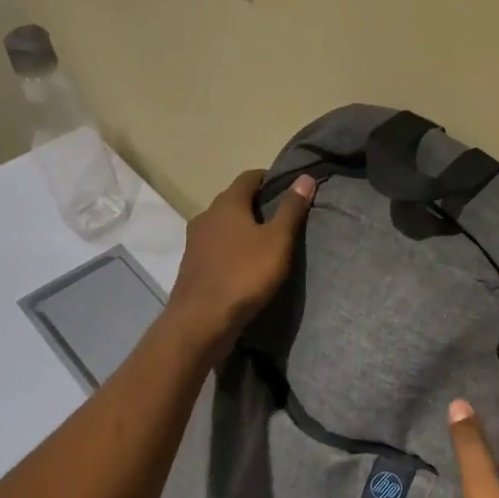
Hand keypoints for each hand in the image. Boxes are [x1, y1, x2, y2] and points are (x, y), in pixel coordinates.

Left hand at [166, 170, 315, 358]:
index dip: (269, 178)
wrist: (202, 320)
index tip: (289, 187)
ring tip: (266, 242)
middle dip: (256, 204)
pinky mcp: (193, 265)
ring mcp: (195, 242)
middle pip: (234, 200)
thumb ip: (292, 209)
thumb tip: (305, 177)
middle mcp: (206, 216)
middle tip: (283, 216)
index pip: (249, 177)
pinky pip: (216, 247)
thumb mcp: (278, 240)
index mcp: (227, 204)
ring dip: (242, 228)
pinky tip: (245, 263)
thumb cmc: (245, 274)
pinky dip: (232, 248)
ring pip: (223, 225)